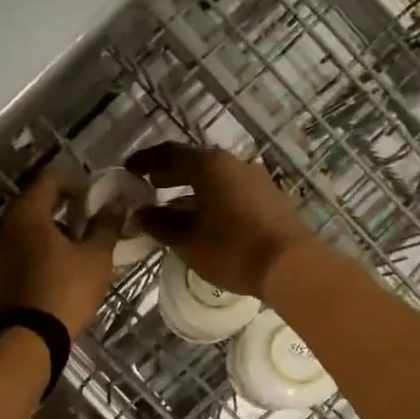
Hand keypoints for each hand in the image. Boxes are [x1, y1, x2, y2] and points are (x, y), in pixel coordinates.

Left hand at [0, 168, 122, 338]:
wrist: (25, 341)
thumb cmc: (65, 293)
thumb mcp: (96, 259)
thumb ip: (106, 225)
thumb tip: (116, 203)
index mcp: (27, 214)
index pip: (49, 180)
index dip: (74, 183)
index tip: (90, 198)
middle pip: (30, 206)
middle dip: (56, 211)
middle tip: (80, 227)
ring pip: (16, 232)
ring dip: (38, 236)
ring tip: (62, 255)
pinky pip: (5, 257)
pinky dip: (23, 258)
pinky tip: (40, 276)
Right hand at [126, 143, 312, 296]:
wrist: (290, 265)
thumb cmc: (232, 248)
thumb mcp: (187, 240)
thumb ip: (159, 224)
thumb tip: (140, 213)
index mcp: (209, 165)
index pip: (169, 153)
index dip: (146, 160)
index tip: (128, 169)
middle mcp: (233, 163)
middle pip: (193, 163)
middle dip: (168, 174)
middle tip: (148, 187)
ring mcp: (255, 179)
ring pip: (213, 178)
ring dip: (190, 190)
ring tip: (171, 207)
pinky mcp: (268, 198)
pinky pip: (229, 191)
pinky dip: (210, 199)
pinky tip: (202, 219)